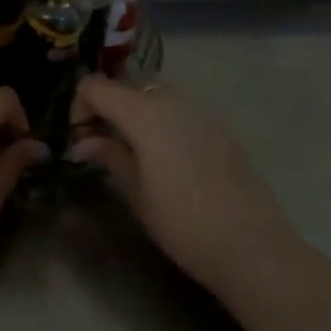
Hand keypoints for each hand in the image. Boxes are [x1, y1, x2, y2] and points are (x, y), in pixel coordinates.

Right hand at [69, 75, 300, 285]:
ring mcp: (201, 112)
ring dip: (134, 111)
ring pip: (155, 93)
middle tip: (100, 142)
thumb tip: (84, 142)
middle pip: (127, 84)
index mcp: (145, 114)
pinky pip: (180, 110)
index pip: (96, 86)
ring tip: (130, 149)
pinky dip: (160, 120)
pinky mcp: (220, 129)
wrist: (251, 246)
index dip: (79, 106)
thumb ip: (109, 156)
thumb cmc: (182, 223)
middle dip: (106, 105)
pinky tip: (164, 158)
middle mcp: (173, 102)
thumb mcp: (135, 192)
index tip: (79, 138)